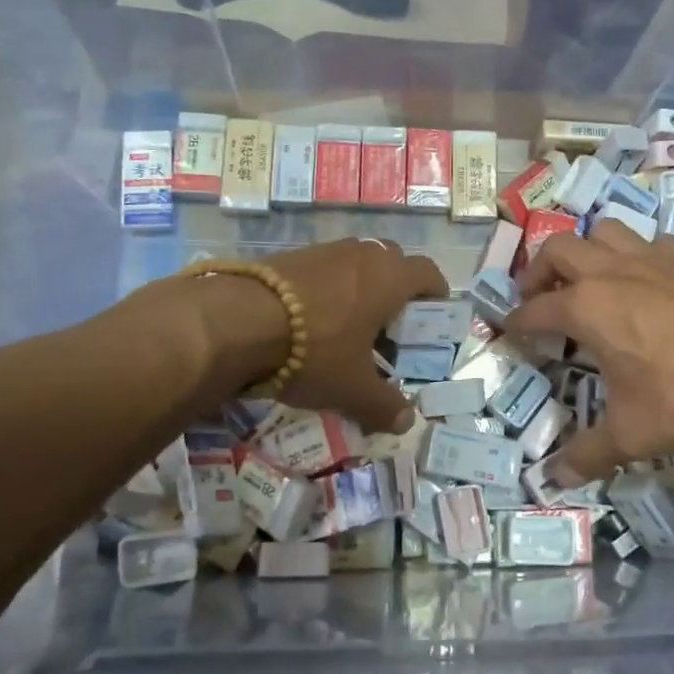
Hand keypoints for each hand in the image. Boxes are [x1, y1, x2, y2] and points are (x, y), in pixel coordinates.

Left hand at [175, 238, 446, 433]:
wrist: (238, 321)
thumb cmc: (314, 351)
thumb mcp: (353, 388)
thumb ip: (384, 405)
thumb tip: (407, 422)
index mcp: (390, 278)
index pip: (428, 273)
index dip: (436, 292)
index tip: (433, 314)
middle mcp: (363, 255)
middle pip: (393, 263)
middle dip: (397, 291)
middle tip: (390, 326)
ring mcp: (325, 250)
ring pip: (356, 264)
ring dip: (361, 288)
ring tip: (349, 325)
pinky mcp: (291, 255)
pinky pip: (325, 268)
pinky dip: (329, 288)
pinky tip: (311, 320)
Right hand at [506, 223, 673, 482]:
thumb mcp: (634, 434)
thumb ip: (589, 454)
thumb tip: (554, 480)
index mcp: (588, 307)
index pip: (536, 309)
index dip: (517, 321)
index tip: (509, 329)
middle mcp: (613, 271)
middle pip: (559, 250)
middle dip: (539, 270)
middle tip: (540, 297)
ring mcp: (655, 258)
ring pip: (605, 232)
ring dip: (588, 251)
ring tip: (591, 280)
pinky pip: (651, 243)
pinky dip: (637, 257)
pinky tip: (650, 283)